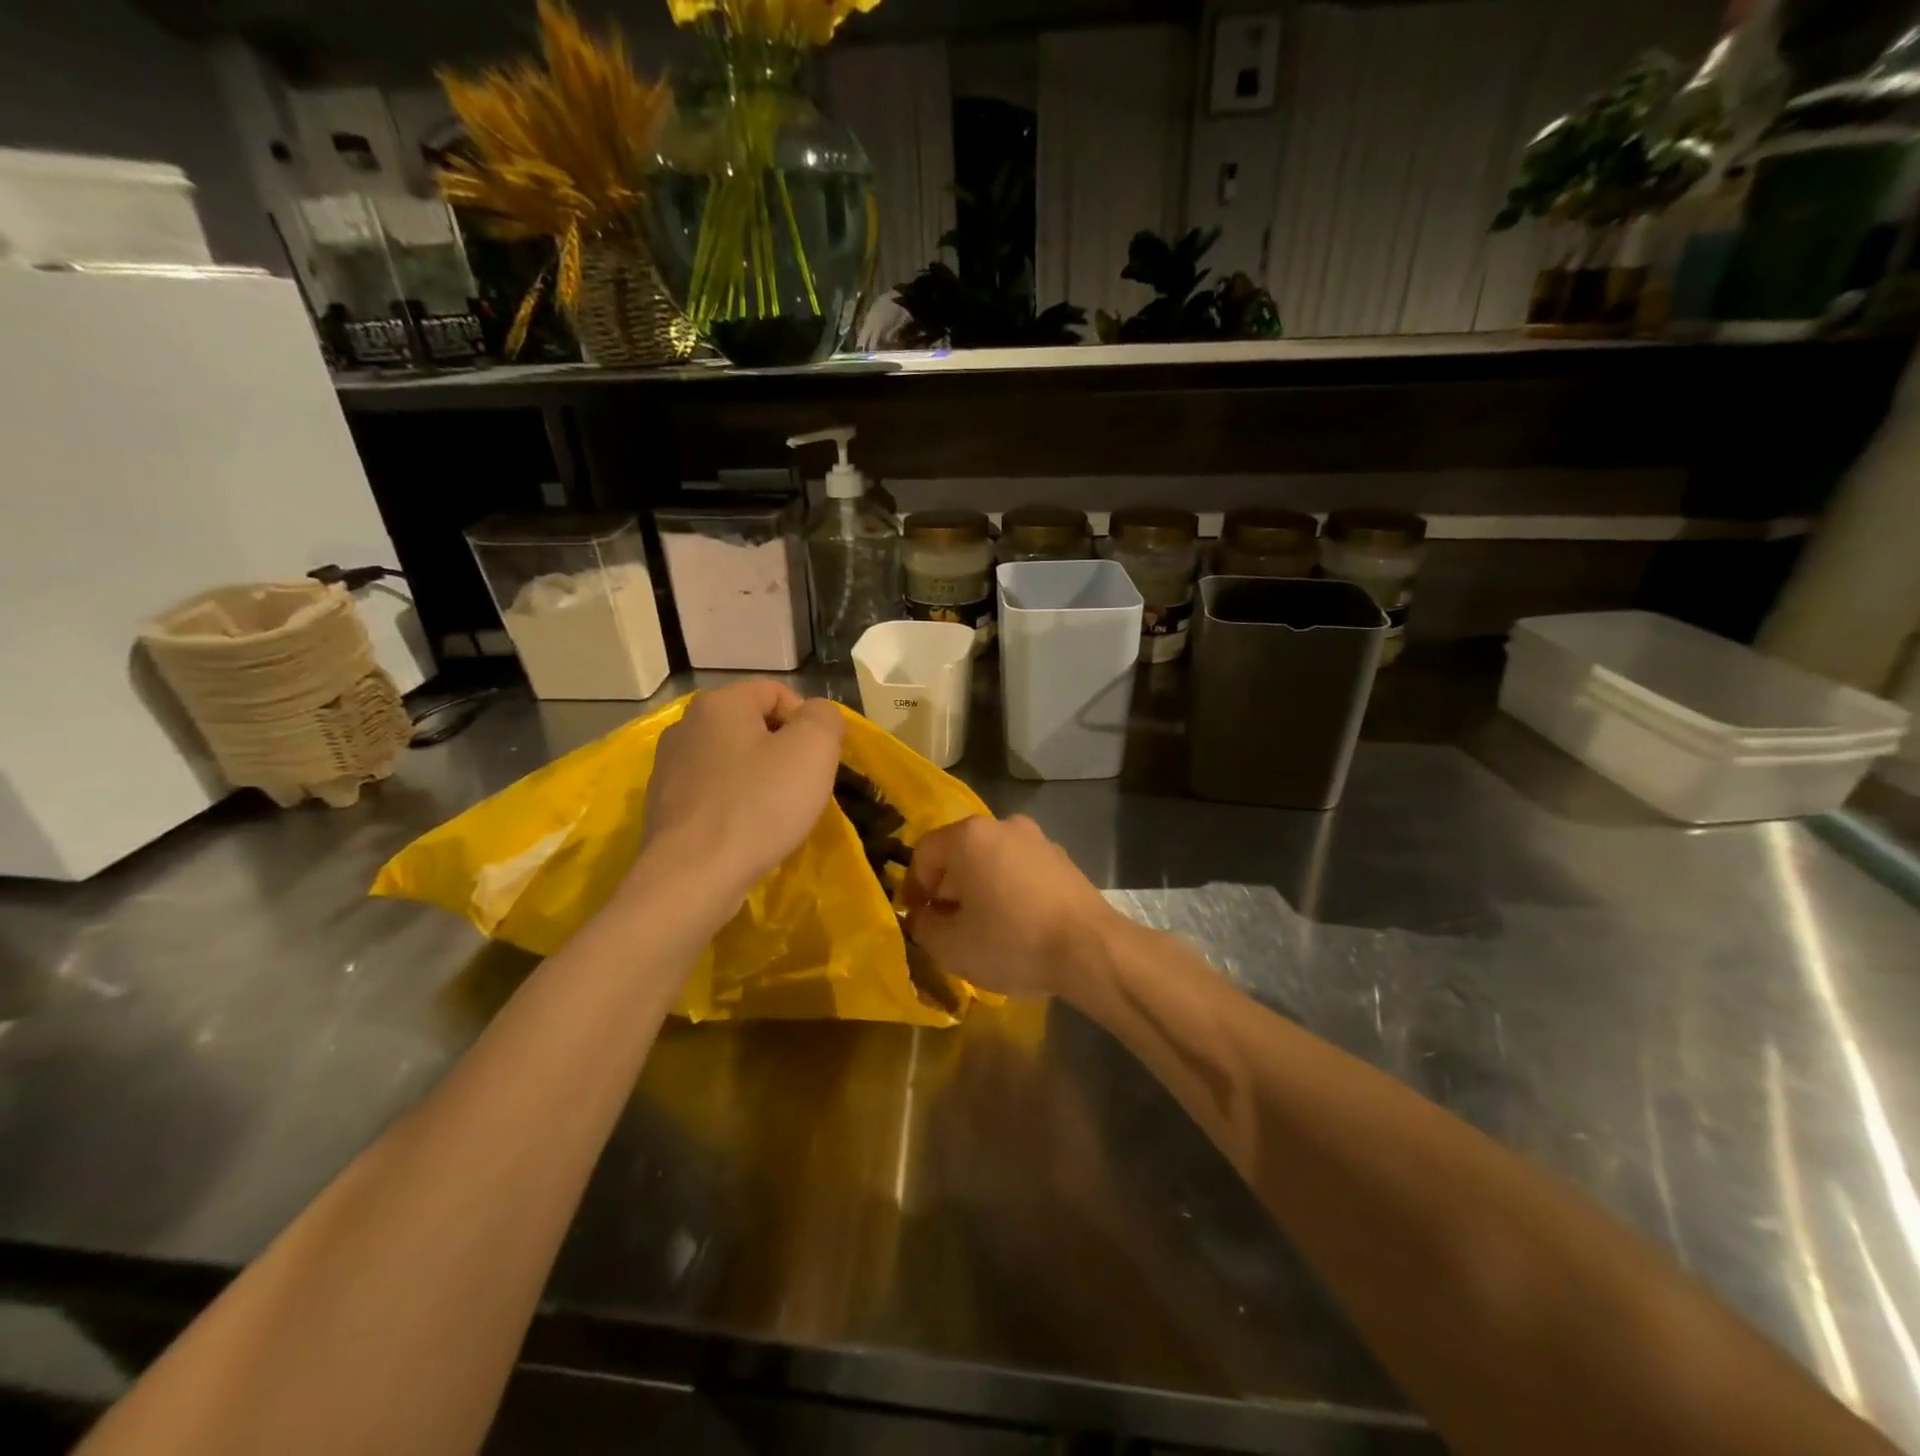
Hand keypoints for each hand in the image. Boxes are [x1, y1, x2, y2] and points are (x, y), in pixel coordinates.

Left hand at [636, 681, 844, 906]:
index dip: (807, 722)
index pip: (777, 692)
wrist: (692, 879)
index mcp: (719, 703)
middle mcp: (685, 725)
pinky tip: (746, 832)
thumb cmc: (759, 806)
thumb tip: (817, 715)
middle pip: (753, 726)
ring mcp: (668, 768)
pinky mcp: (663, 807)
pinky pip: (713, 793)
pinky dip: (735, 805)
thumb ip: (825, 717)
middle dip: (784, 752)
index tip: (818, 761)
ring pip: (733, 761)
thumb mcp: (814, 750)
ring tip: (775, 814)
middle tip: (803, 788)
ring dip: (760, 779)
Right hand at [903, 815, 1121, 999]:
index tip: (916, 918)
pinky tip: (1016, 924)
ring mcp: (1038, 839)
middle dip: (947, 888)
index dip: (912, 887)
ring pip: (991, 860)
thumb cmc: (1012, 942)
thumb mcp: (951, 946)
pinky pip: (1020, 869)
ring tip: (982, 928)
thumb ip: (923, 926)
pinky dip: (1008, 889)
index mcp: (970, 836)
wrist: (1090, 949)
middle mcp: (1003, 825)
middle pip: (959, 853)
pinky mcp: (1062, 859)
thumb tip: (922, 916)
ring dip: (979, 888)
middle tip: (947, 925)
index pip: (924, 853)